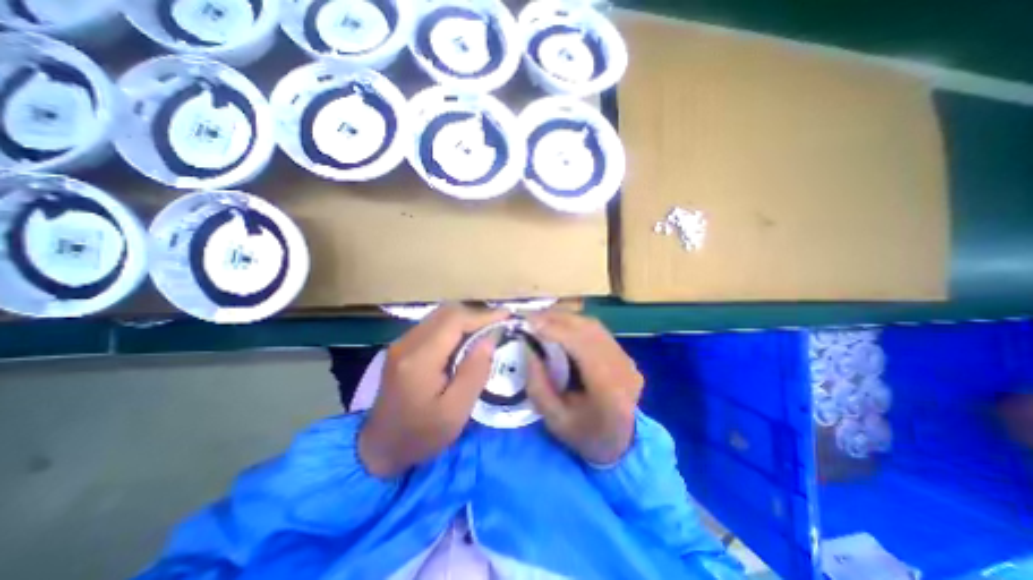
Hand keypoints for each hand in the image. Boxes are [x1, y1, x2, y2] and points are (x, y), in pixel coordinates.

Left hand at [361, 303, 509, 474]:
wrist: (379, 447)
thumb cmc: (420, 435)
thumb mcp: (455, 412)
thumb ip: (474, 373)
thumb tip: (489, 339)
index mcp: (419, 359)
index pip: (454, 321)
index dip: (483, 315)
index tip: (507, 316)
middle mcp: (407, 343)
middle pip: (447, 312)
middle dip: (476, 314)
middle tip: (499, 325)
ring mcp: (402, 342)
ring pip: (440, 316)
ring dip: (466, 319)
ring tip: (487, 330)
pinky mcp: (403, 346)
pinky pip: (433, 325)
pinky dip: (454, 326)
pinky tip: (466, 339)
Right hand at [527, 310, 641, 462]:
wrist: (620, 446)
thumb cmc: (584, 436)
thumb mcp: (554, 419)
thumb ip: (538, 384)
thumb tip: (528, 347)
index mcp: (609, 390)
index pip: (582, 347)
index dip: (555, 330)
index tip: (528, 322)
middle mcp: (623, 368)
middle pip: (589, 330)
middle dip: (556, 319)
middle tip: (530, 316)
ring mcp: (627, 359)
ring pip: (593, 326)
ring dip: (565, 318)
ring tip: (540, 318)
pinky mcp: (624, 355)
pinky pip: (597, 331)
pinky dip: (575, 324)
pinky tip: (559, 326)